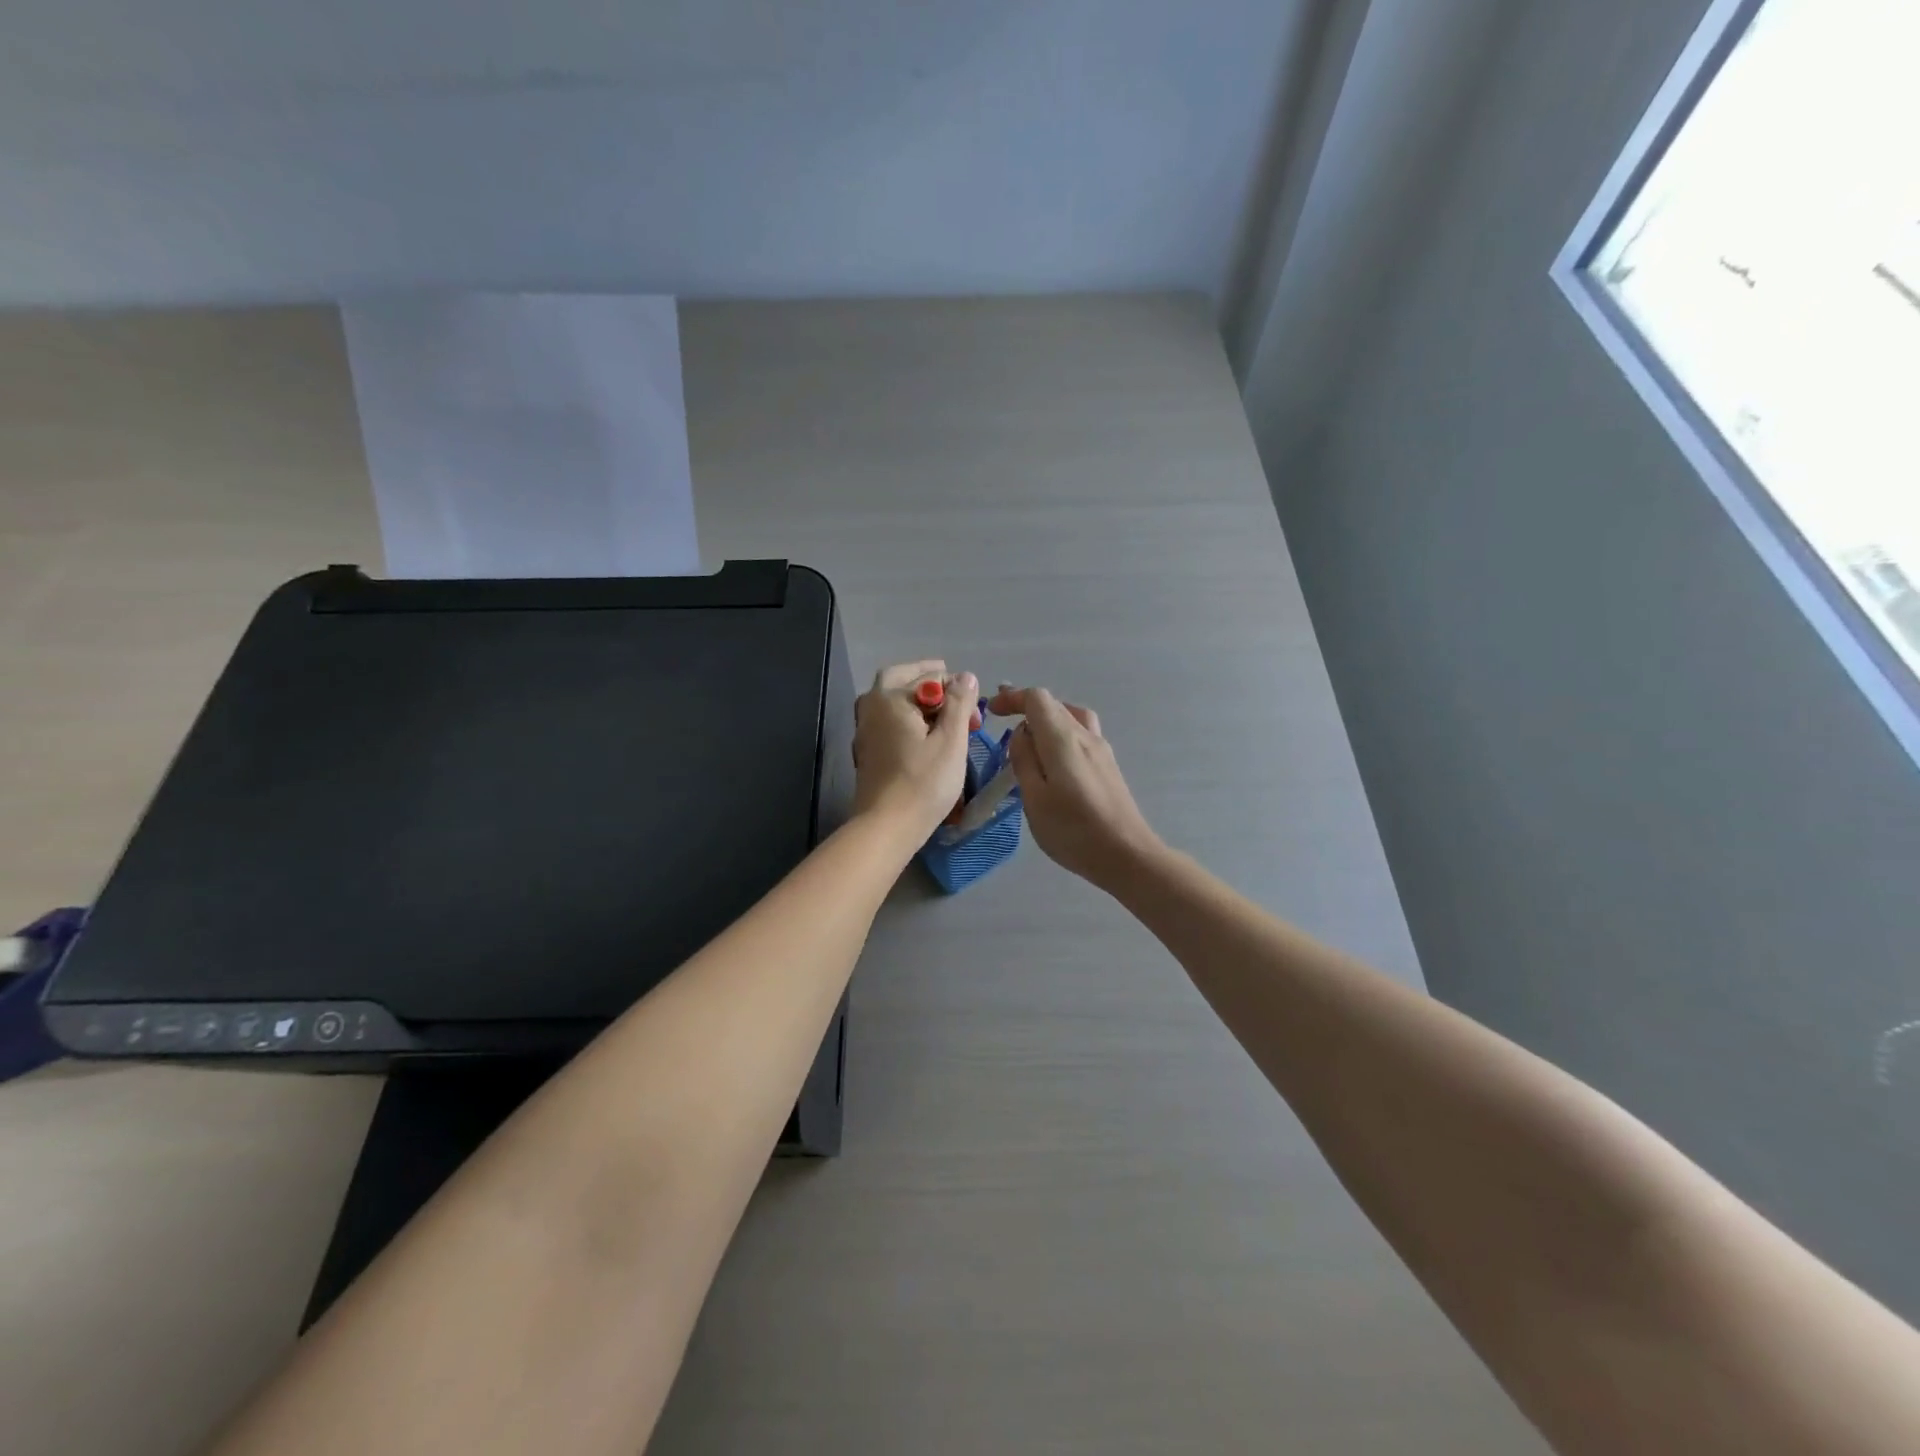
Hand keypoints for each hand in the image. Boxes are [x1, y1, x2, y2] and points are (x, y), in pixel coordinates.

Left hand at [852, 661, 977, 845]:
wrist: (886, 827)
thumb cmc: (924, 783)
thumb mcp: (951, 741)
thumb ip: (959, 703)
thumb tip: (966, 676)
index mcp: (890, 697)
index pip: (930, 675)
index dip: (957, 688)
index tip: (974, 714)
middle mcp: (871, 707)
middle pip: (899, 678)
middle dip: (928, 680)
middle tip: (954, 691)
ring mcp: (864, 730)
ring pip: (889, 699)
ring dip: (915, 698)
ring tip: (941, 714)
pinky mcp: (866, 751)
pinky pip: (886, 720)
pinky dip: (905, 718)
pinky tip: (922, 735)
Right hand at [988, 685, 1162, 891]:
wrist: (1127, 855)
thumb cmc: (1073, 831)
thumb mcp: (1034, 799)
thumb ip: (1023, 761)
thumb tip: (1021, 734)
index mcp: (1063, 739)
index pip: (1037, 699)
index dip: (1012, 697)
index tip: (992, 710)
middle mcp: (1085, 736)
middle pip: (1054, 704)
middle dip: (1026, 706)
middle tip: (1001, 720)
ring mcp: (1101, 749)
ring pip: (1071, 717)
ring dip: (1046, 718)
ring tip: (1029, 736)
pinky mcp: (1108, 765)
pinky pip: (1081, 733)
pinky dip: (1061, 732)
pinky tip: (1054, 758)